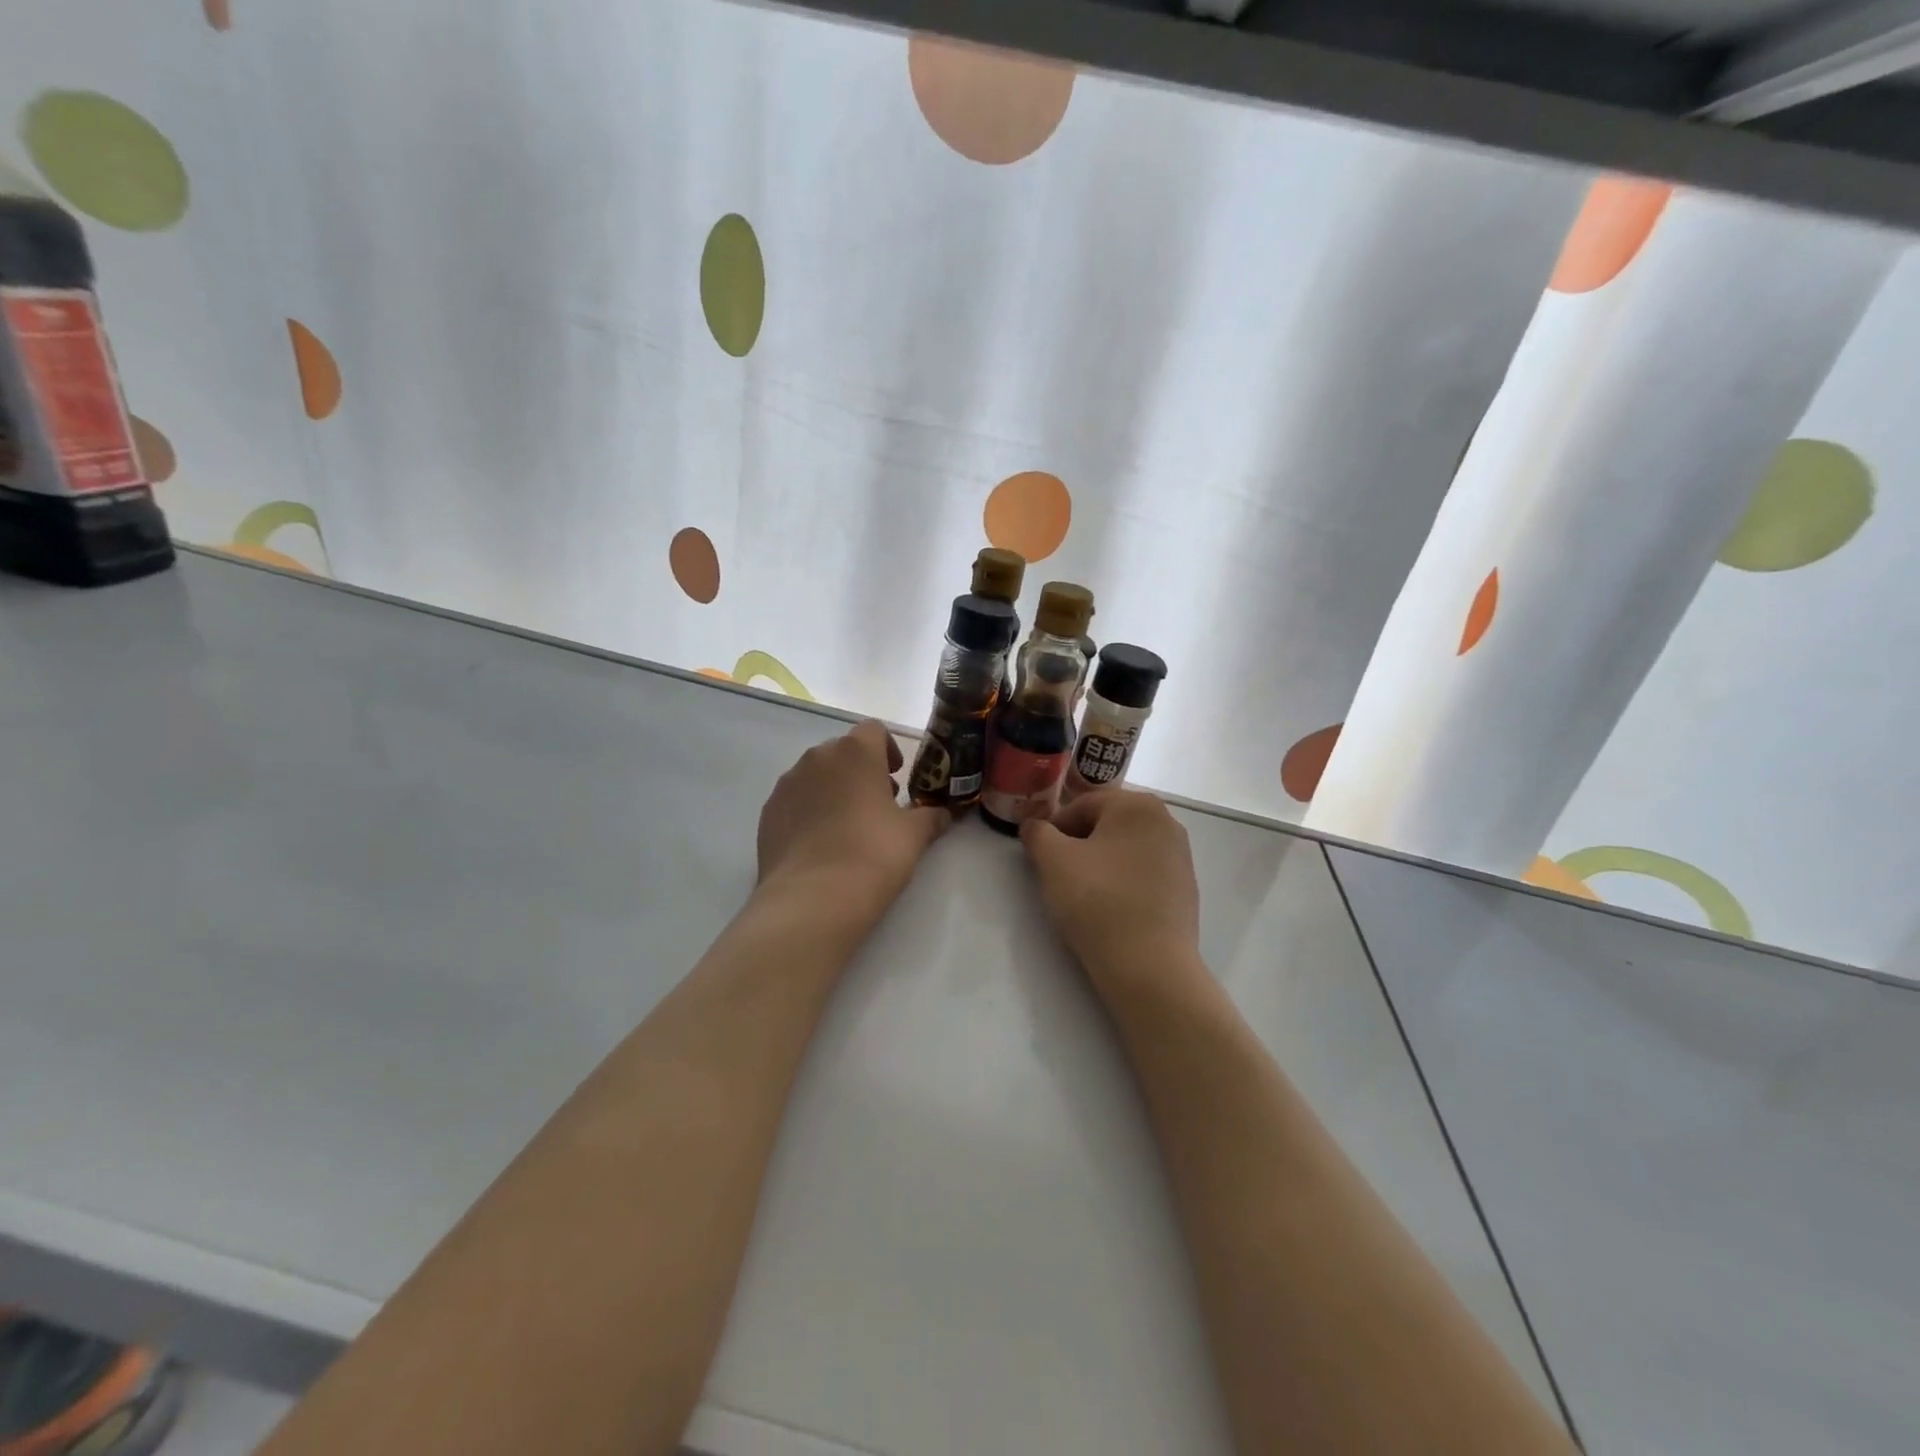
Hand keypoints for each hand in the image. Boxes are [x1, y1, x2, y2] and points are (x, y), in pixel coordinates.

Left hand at [756, 720, 948, 924]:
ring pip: (815, 775)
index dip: (888, 749)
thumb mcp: (913, 836)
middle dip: (860, 770)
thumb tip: (942, 814)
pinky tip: (820, 844)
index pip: (873, 730)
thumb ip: (930, 817)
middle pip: (842, 751)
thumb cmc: (873, 854)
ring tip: (847, 826)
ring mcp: (787, 784)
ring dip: (833, 789)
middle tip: (877, 804)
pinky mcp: (768, 812)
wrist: (813, 898)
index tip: (896, 776)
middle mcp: (817, 758)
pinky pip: (794, 801)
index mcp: (855, 752)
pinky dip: (808, 811)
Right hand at [1020, 789, 1201, 993]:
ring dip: (1100, 864)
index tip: (1041, 858)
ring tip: (1083, 895)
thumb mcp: (1052, 860)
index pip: (1081, 806)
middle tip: (1059, 876)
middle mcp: (1166, 821)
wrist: (1149, 966)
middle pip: (1105, 825)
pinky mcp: (1185, 887)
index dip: (1054, 830)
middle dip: (1078, 845)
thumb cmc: (1097, 901)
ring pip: (1124, 850)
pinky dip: (1122, 883)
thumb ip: (1037, 833)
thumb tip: (1034, 826)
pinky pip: (1143, 873)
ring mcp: (1181, 855)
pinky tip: (1110, 910)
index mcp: (1137, 804)